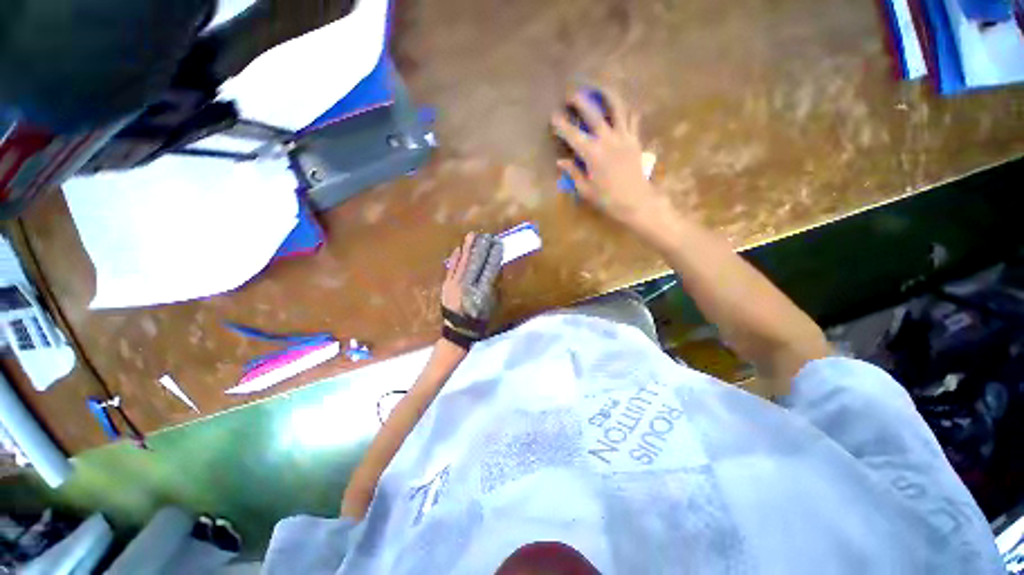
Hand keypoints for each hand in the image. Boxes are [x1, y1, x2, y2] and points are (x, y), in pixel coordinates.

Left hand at [441, 232, 503, 348]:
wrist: (457, 331)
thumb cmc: (478, 320)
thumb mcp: (490, 305)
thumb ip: (492, 287)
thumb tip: (495, 271)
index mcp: (479, 291)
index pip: (487, 268)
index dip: (492, 255)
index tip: (497, 243)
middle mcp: (466, 285)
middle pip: (473, 262)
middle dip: (479, 247)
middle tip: (484, 235)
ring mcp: (454, 285)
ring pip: (461, 263)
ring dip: (467, 249)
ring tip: (471, 236)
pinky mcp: (446, 286)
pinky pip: (451, 269)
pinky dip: (455, 259)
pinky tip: (458, 250)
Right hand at [551, 90, 669, 229]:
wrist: (637, 202)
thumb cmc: (608, 199)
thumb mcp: (586, 190)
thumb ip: (573, 173)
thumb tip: (561, 161)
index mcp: (592, 154)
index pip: (572, 135)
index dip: (561, 125)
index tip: (553, 116)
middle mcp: (607, 140)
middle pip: (593, 114)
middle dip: (580, 101)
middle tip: (572, 95)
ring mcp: (624, 137)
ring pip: (617, 108)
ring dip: (607, 95)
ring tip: (600, 89)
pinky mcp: (635, 140)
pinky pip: (633, 119)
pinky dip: (627, 110)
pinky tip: (623, 107)